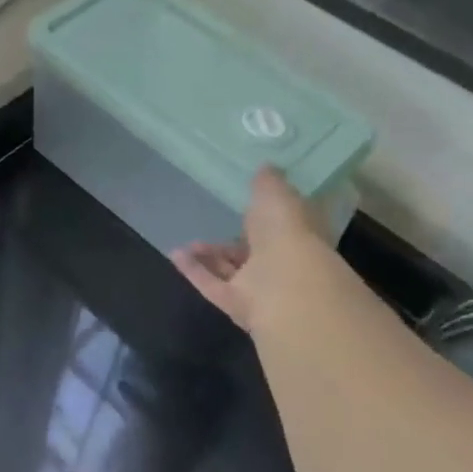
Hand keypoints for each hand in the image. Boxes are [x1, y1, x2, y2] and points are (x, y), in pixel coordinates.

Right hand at [172, 167, 334, 333]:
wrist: (286, 286)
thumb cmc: (287, 233)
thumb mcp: (277, 195)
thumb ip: (268, 182)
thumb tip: (266, 167)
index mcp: (298, 235)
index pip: (283, 224)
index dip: (266, 214)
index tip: (247, 203)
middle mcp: (282, 263)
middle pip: (255, 251)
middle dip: (235, 240)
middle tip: (214, 225)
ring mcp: (259, 287)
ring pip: (231, 270)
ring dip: (210, 256)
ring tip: (188, 243)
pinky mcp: (237, 305)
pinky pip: (212, 285)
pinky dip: (194, 271)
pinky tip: (174, 255)